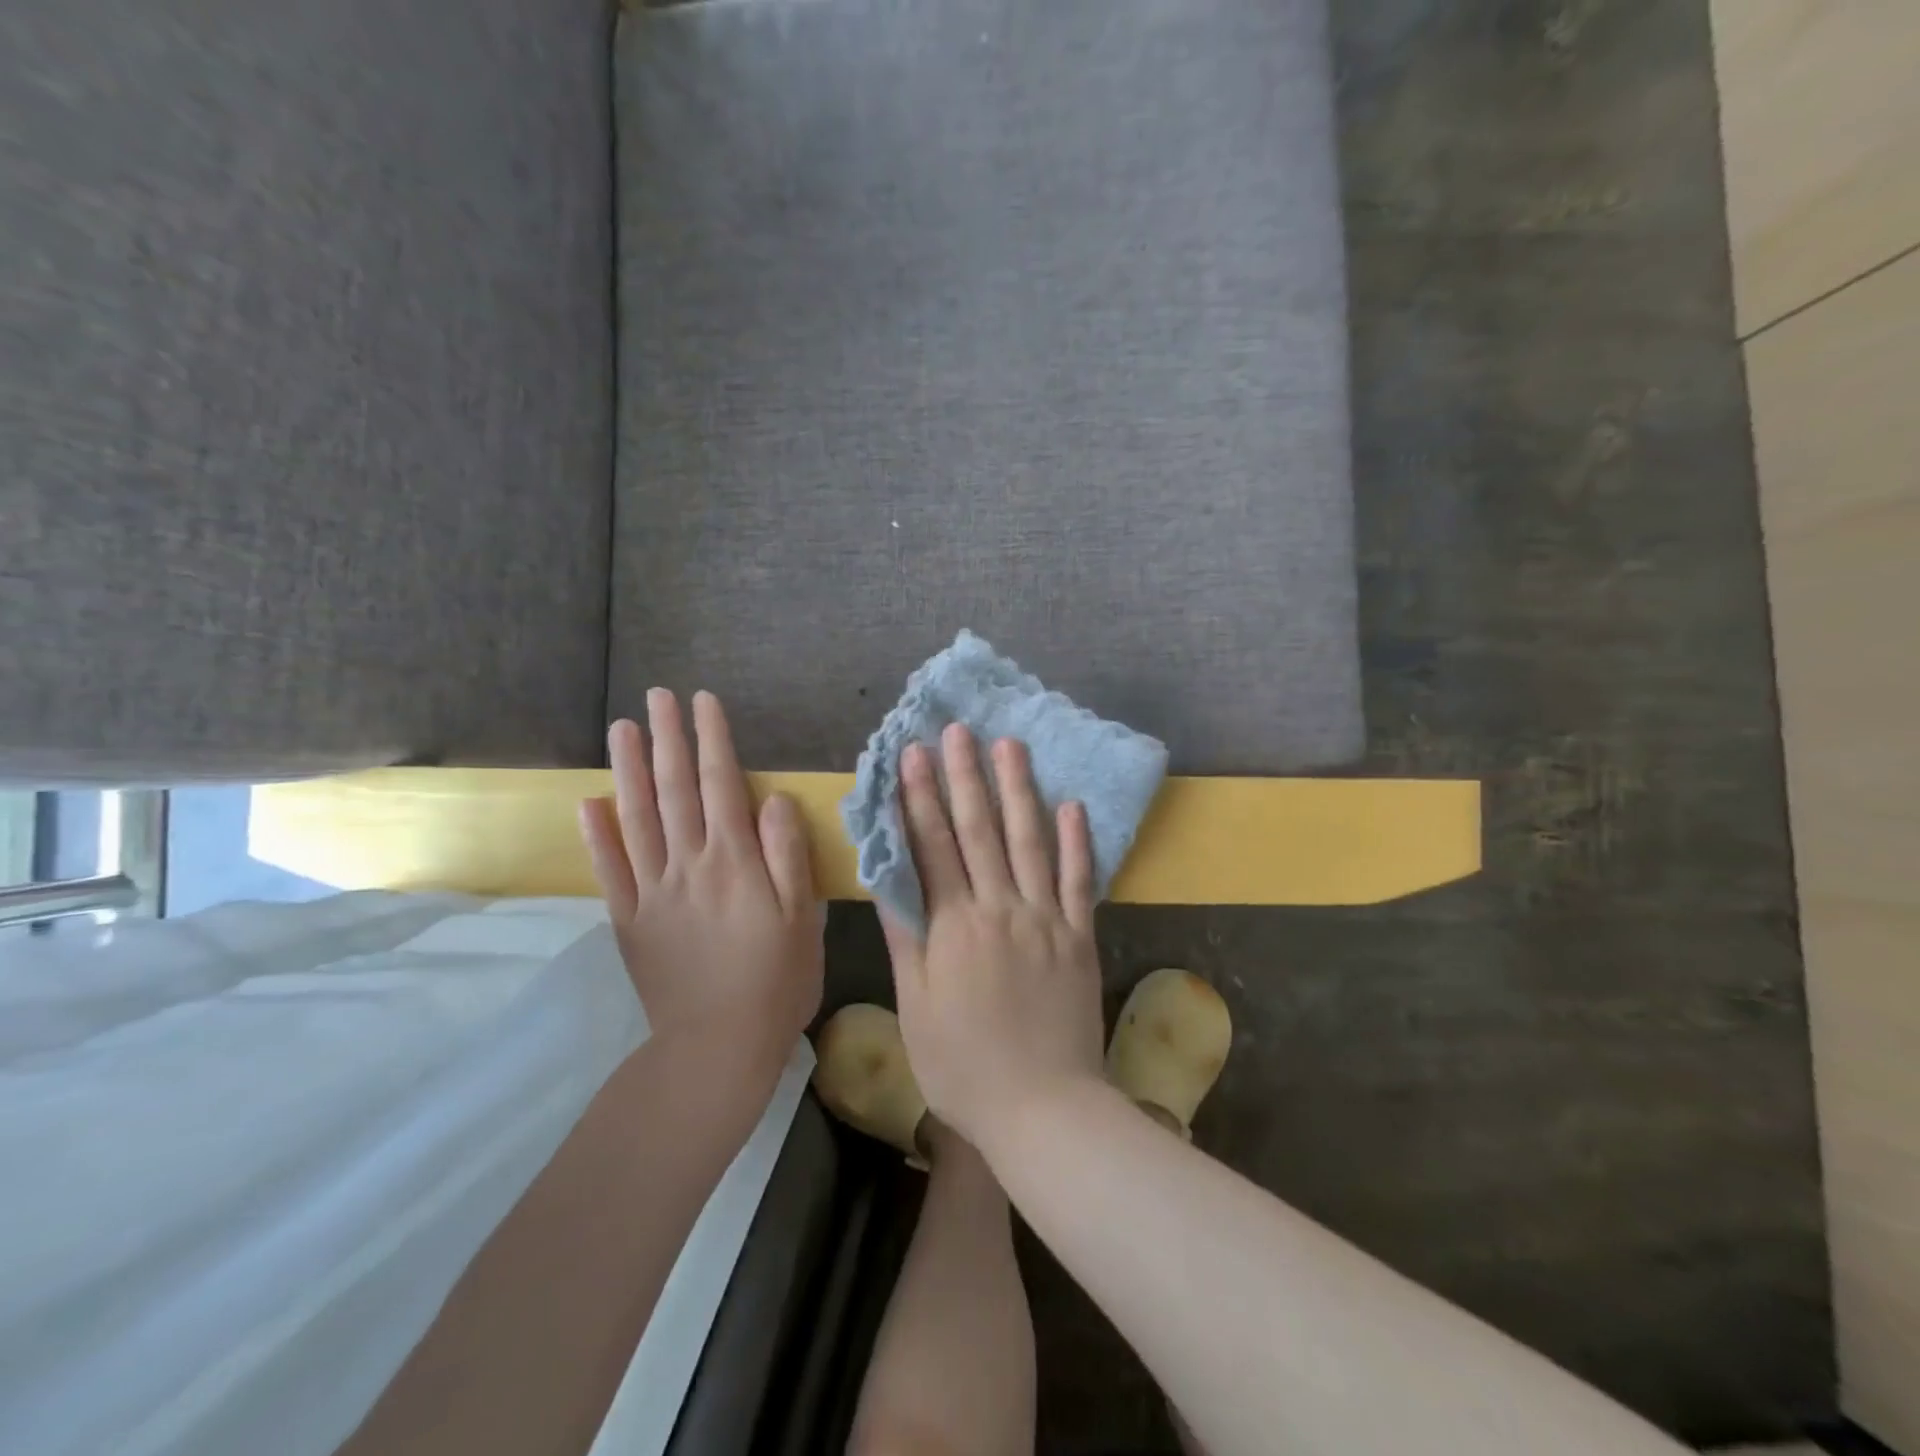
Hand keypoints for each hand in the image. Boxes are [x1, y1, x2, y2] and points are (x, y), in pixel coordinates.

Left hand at [580, 689, 822, 1072]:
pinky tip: (589, 802)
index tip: (703, 702)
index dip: (712, 740)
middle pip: (675, 790)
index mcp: (735, 862)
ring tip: (622, 729)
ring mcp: (653, 892)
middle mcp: (689, 865)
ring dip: (629, 771)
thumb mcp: (802, 917)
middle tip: (657, 697)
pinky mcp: (630, 921)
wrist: (718, 1047)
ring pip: (637, 819)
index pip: (721, 785)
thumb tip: (772, 798)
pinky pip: (610, 871)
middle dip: (668, 739)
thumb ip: (787, 853)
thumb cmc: (776, 980)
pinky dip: (597, 835)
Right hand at [880, 725, 1106, 1153]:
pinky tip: (1072, 806)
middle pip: (980, 831)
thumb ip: (907, 938)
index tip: (914, 754)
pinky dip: (1077, 843)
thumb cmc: (964, 1065)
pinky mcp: (1081, 937)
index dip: (921, 797)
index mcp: (955, 926)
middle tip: (960, 730)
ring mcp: (1046, 919)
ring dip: (1019, 791)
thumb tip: (888, 880)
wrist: (1043, 1108)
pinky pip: (1080, 881)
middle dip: (966, 776)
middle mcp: (1001, 909)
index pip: (933, 847)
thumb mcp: (917, 1007)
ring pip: (1031, 842)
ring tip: (1011, 747)